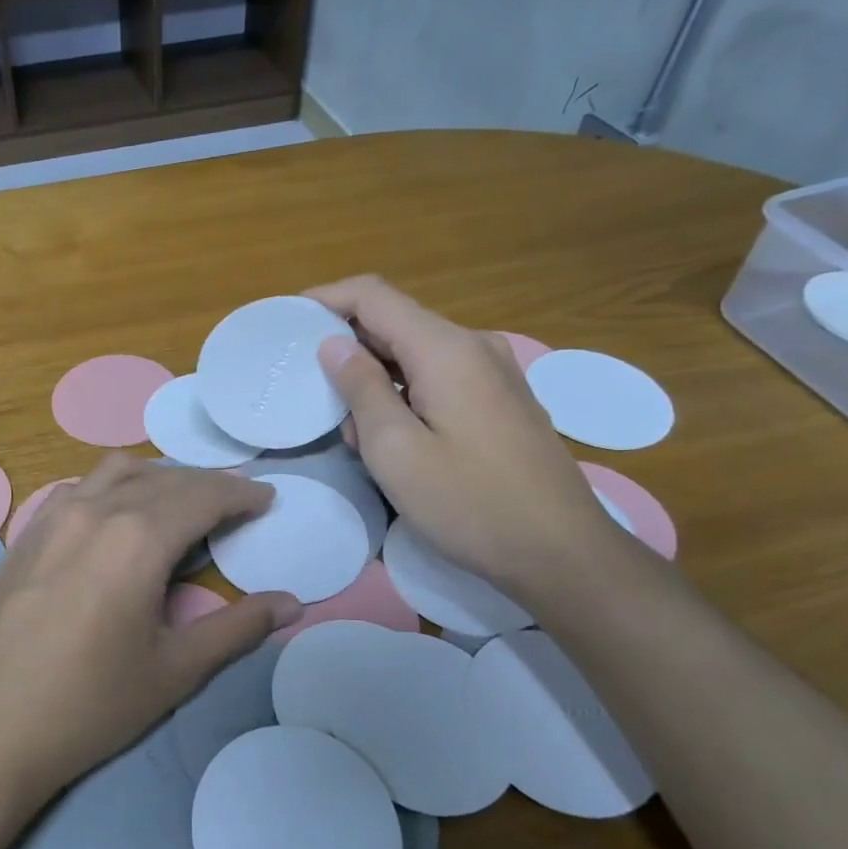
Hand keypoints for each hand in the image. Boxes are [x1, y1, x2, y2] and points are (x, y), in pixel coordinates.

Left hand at [0, 455, 301, 810]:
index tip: (266, 499)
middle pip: (164, 479)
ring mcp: (52, 517)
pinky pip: (78, 489)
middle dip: (207, 485)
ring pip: (116, 472)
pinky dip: (112, 488)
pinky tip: (115, 518)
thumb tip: (291, 603)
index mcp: (137, 538)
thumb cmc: (89, 706)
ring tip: (180, 505)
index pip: (203, 496)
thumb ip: (237, 629)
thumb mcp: (174, 671)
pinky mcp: (25, 534)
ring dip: (158, 478)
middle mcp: (94, 510)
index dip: (241, 494)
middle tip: (236, 504)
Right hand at [306, 274, 631, 598]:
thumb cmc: (469, 503)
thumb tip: (334, 344)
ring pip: (414, 355)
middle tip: (309, 389)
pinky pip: (437, 378)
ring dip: (373, 379)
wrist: (561, 552)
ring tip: (350, 431)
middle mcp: (473, 346)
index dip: (325, 299)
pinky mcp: (500, 400)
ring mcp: (493, 372)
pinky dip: (402, 394)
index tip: (285, 320)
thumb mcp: (396, 451)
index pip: (373, 296)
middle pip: (394, 322)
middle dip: (346, 348)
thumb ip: (361, 389)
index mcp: (446, 349)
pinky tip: (390, 439)